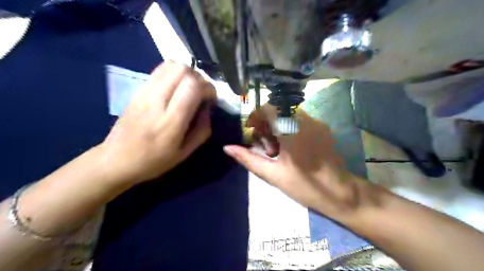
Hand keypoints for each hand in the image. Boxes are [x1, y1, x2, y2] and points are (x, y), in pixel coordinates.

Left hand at [100, 61, 214, 183]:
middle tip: (201, 93)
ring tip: (190, 89)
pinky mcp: (138, 89)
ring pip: (170, 65)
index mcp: (170, 122)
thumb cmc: (153, 161)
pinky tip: (176, 89)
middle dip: (199, 78)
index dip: (208, 88)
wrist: (116, 159)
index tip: (211, 100)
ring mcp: (144, 92)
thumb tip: (208, 109)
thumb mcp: (185, 153)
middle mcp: (156, 101)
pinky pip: (160, 70)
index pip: (192, 87)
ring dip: (186, 73)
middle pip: (181, 69)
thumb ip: (202, 130)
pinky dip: (174, 74)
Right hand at [225, 104, 369, 218]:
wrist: (339, 192)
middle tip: (264, 143)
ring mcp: (316, 122)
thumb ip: (249, 159)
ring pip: (289, 113)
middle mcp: (304, 120)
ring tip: (277, 146)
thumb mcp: (273, 174)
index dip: (256, 117)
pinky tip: (291, 145)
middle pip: (278, 109)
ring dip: (278, 124)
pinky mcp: (322, 127)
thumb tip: (227, 147)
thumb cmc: (304, 186)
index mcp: (290, 131)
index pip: (268, 108)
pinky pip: (300, 119)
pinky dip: (289, 126)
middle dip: (266, 122)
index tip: (252, 131)